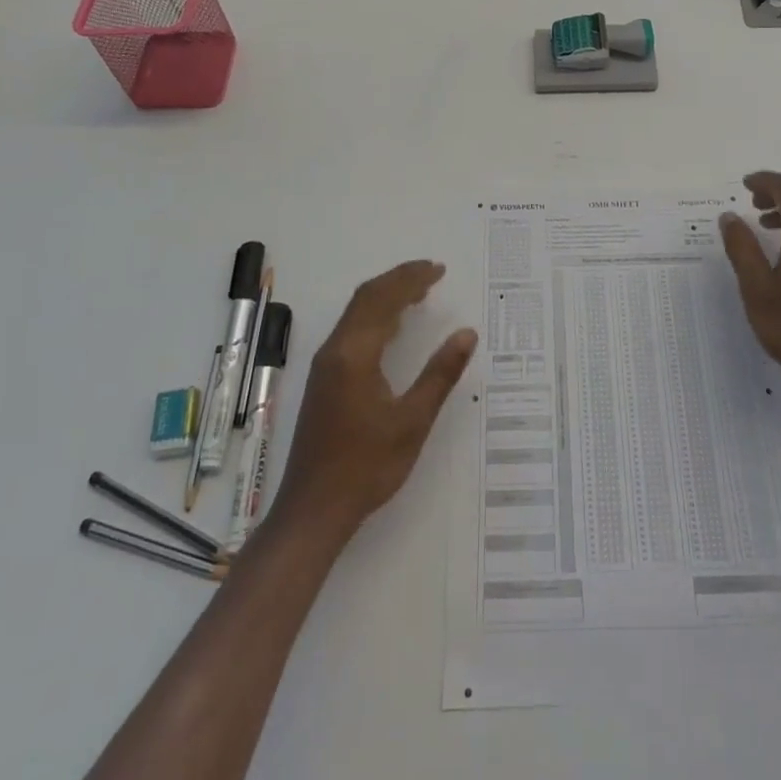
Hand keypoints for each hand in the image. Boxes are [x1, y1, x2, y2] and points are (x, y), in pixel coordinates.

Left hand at [273, 261, 476, 545]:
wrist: (313, 510)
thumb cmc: (367, 466)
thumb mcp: (412, 421)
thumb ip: (440, 374)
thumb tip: (467, 334)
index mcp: (355, 353)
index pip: (384, 298)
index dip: (412, 279)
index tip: (439, 270)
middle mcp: (335, 350)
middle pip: (366, 298)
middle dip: (399, 280)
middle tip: (432, 272)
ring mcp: (325, 365)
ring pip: (356, 312)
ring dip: (386, 295)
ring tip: (419, 292)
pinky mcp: (324, 380)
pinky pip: (351, 330)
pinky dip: (375, 316)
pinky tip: (393, 328)